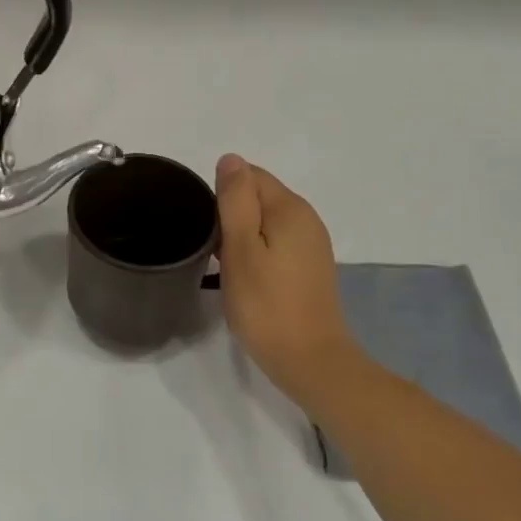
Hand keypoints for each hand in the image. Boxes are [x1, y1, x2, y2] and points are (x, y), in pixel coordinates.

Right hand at [215, 155, 360, 410]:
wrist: (310, 362)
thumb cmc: (267, 304)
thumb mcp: (240, 247)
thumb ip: (235, 200)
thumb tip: (231, 159)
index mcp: (290, 208)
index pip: (250, 175)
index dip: (223, 194)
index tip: (208, 226)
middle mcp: (307, 219)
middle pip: (259, 196)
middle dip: (231, 214)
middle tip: (213, 250)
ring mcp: (312, 245)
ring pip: (266, 222)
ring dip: (242, 236)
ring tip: (225, 266)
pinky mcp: (310, 268)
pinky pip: (276, 243)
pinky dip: (257, 252)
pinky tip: (246, 278)